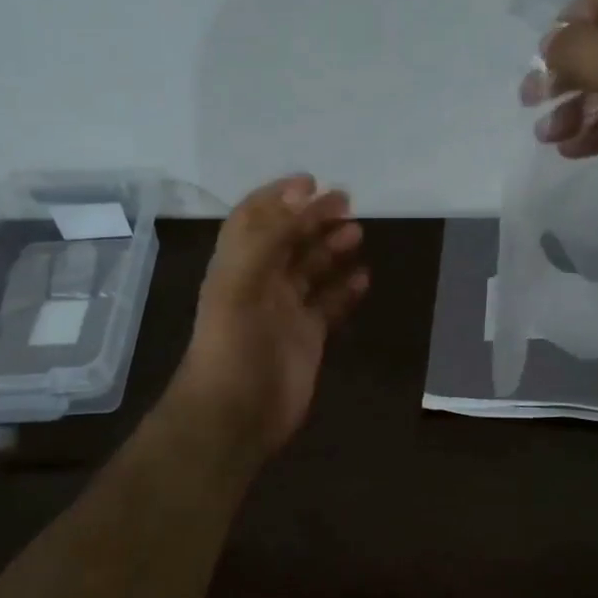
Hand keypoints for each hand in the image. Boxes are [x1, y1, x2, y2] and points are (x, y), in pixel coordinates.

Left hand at [172, 175, 367, 457]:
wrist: (236, 415)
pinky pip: (328, 306)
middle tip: (346, 202)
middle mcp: (260, 283)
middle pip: (288, 240)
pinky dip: (344, 291)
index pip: (255, 219)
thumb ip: (267, 236)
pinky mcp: (307, 338)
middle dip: (313, 218)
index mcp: (238, 265)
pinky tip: (363, 279)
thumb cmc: (234, 346)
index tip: (311, 182)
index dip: (279, 197)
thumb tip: (300, 192)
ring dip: (331, 249)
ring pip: (311, 270)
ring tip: (358, 234)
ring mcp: (285, 312)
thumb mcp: (241, 283)